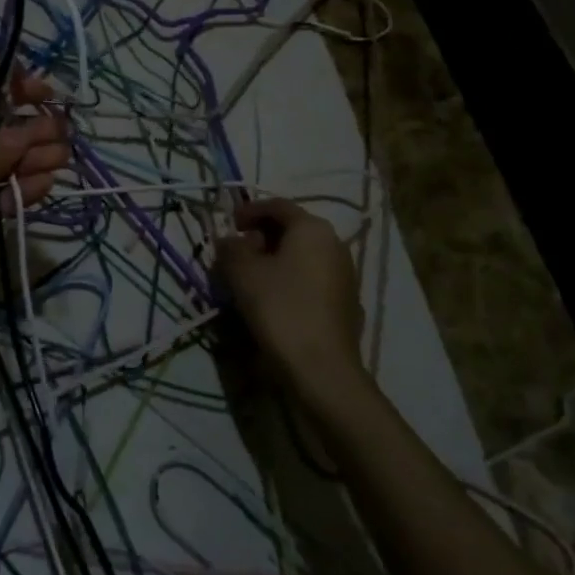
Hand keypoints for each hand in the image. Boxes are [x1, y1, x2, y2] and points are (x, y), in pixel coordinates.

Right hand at [213, 199, 363, 395]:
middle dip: (261, 237)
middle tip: (236, 254)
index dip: (249, 211)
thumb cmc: (281, 308)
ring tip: (250, 279)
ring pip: (302, 256)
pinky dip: (290, 279)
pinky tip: (273, 300)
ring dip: (275, 260)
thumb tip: (228, 241)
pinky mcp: (346, 302)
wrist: (322, 369)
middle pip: (292, 229)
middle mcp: (335, 244)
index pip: (277, 206)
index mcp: (312, 229)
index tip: (229, 224)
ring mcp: (345, 274)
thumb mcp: (243, 273)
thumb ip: (231, 249)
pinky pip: (312, 278)